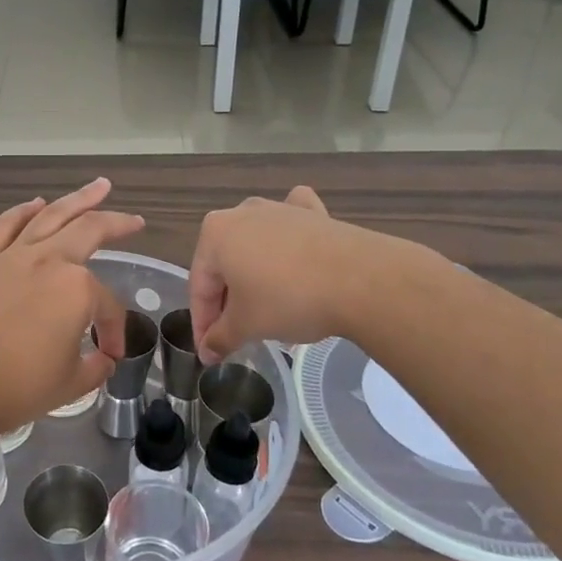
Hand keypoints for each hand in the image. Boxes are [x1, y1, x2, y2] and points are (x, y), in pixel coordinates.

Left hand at [0, 179, 143, 436]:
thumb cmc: (20, 387)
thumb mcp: (73, 383)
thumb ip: (96, 367)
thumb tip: (103, 360)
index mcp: (78, 289)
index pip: (107, 306)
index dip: (113, 331)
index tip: (109, 355)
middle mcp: (49, 260)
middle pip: (90, 231)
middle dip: (117, 223)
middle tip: (134, 220)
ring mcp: (13, 255)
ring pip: (51, 216)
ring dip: (78, 198)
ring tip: (99, 186)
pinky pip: (5, 225)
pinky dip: (23, 210)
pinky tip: (36, 204)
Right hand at [189, 187, 366, 362]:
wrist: (361, 280)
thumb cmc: (288, 299)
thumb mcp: (247, 326)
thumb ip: (221, 337)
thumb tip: (208, 352)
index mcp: (215, 234)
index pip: (200, 285)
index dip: (202, 323)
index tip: (209, 351)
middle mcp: (242, 213)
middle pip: (226, 264)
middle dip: (229, 299)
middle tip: (237, 333)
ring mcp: (280, 209)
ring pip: (257, 245)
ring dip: (255, 276)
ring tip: (267, 309)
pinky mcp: (314, 213)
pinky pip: (292, 226)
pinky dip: (289, 238)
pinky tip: (294, 248)